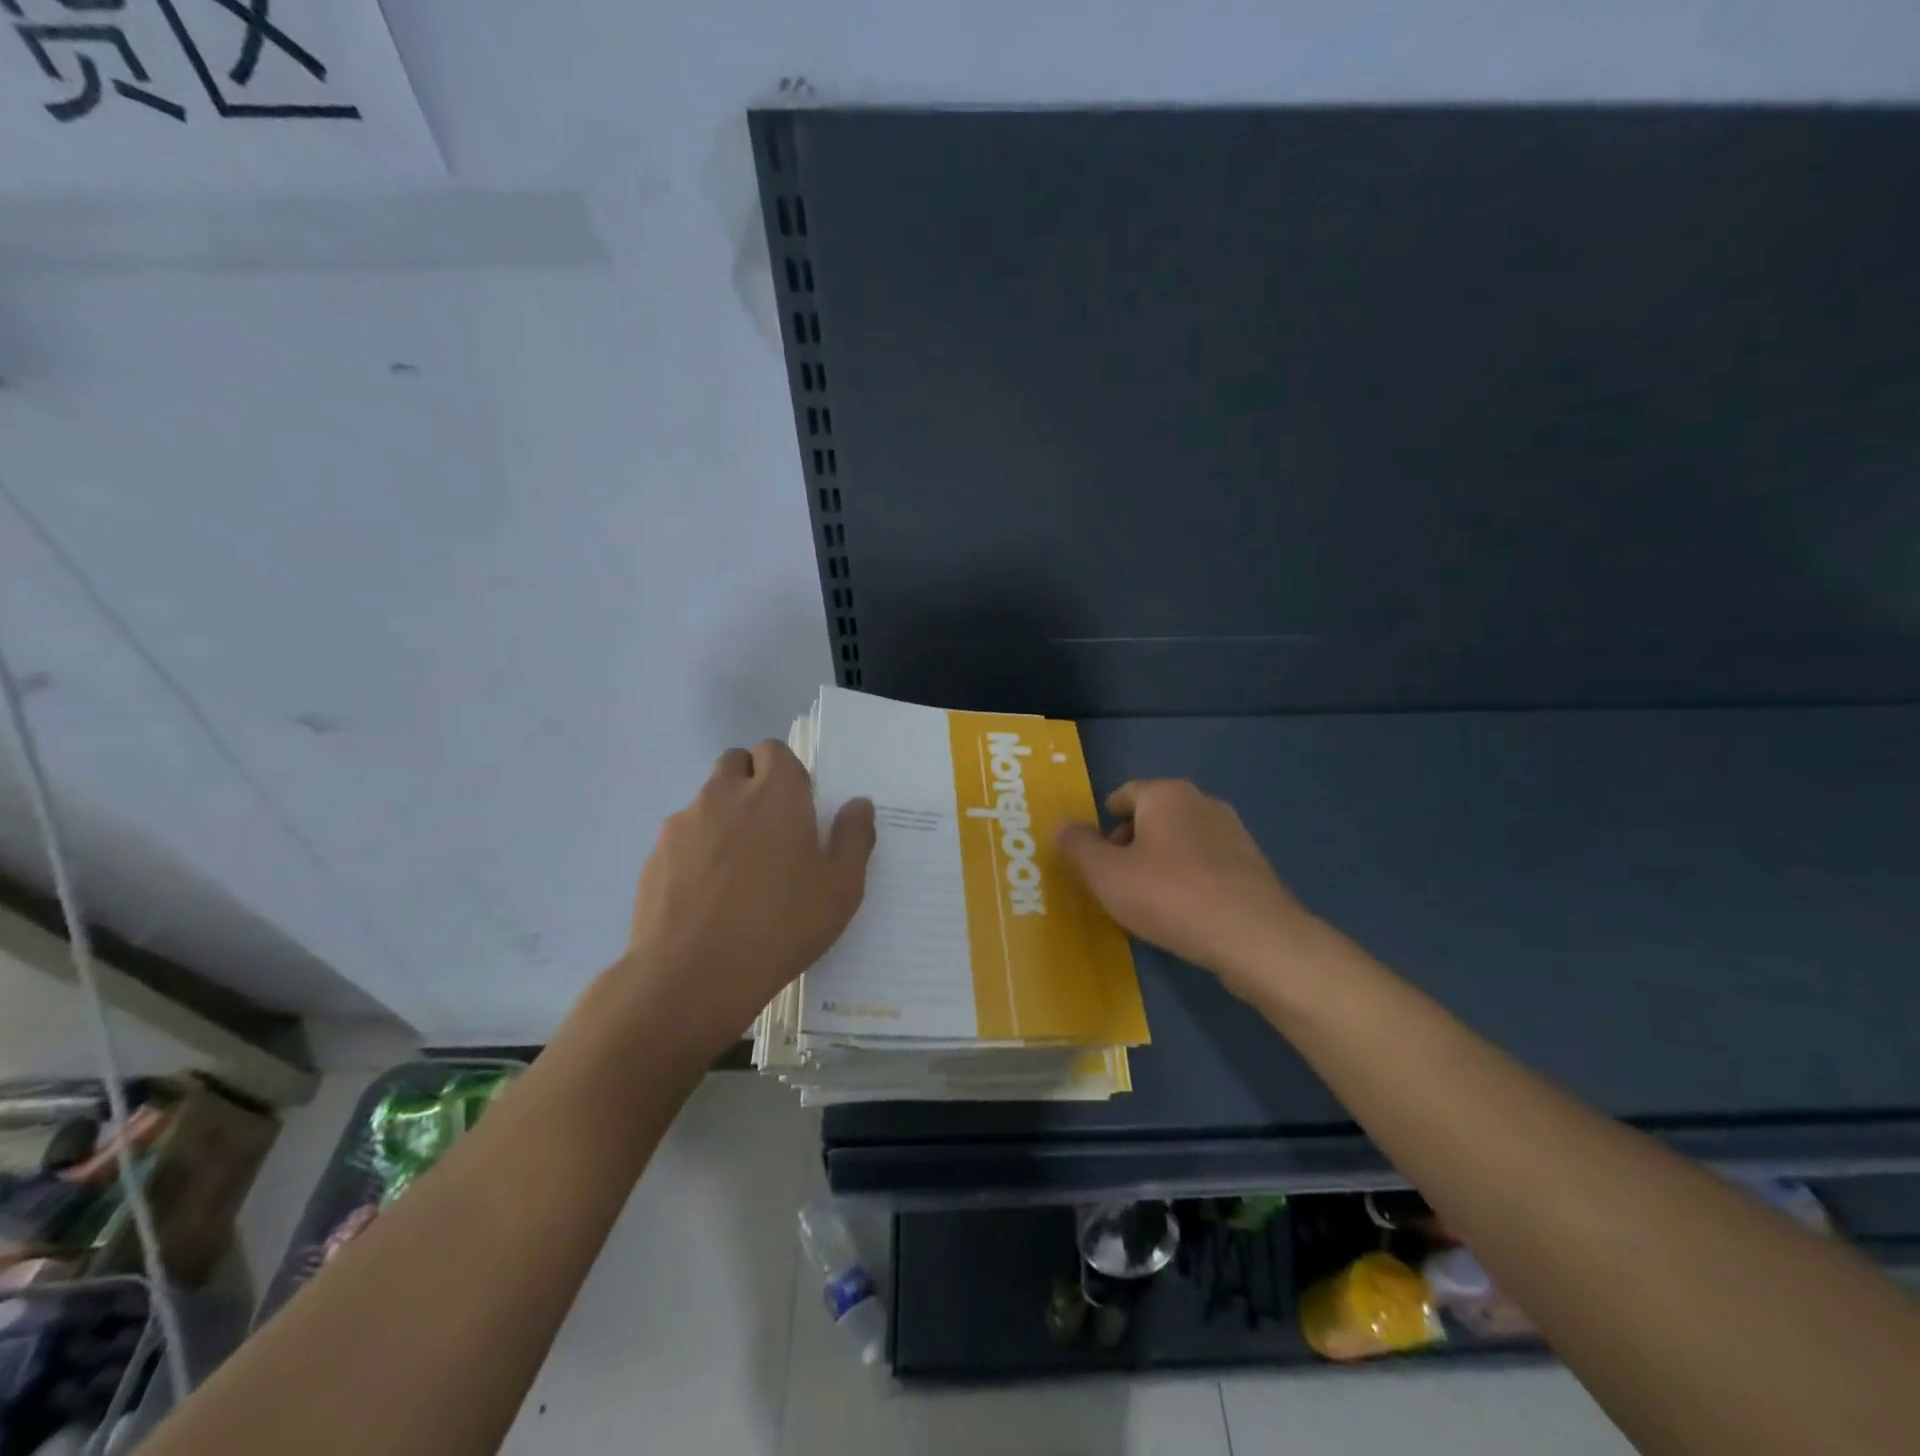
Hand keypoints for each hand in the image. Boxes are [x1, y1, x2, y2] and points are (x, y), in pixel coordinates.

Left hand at [620, 741, 875, 1057]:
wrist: (691, 976)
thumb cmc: (780, 927)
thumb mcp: (840, 889)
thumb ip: (854, 837)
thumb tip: (858, 804)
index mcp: (775, 793)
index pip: (775, 750)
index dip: (788, 773)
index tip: (798, 810)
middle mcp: (725, 794)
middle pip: (736, 763)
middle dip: (752, 782)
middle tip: (770, 831)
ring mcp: (684, 823)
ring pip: (707, 800)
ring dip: (724, 816)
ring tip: (737, 870)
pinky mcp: (656, 854)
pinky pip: (682, 836)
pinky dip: (697, 850)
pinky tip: (707, 896)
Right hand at [1057, 779, 1316, 1003]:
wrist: (1255, 937)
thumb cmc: (1170, 896)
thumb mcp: (1107, 875)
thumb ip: (1079, 846)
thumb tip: (1063, 825)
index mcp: (1165, 794)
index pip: (1124, 794)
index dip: (1103, 822)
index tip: (1094, 853)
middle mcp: (1201, 802)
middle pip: (1153, 815)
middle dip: (1130, 842)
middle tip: (1115, 879)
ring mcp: (1233, 832)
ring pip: (1181, 839)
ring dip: (1160, 861)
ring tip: (1147, 899)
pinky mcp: (1252, 864)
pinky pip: (1206, 862)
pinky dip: (1188, 877)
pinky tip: (1183, 911)